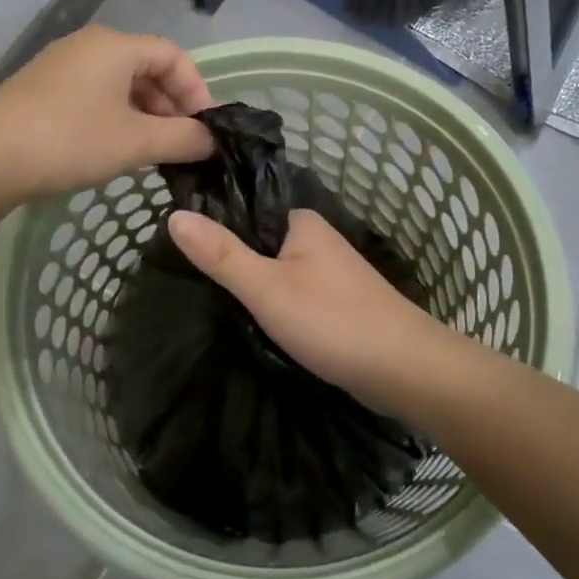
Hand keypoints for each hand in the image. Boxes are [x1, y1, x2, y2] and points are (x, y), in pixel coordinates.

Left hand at [0, 27, 215, 201]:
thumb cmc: (70, 139)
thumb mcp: (136, 142)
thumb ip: (182, 139)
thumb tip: (211, 141)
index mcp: (116, 45)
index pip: (174, 56)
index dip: (197, 91)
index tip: (205, 129)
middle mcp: (89, 46)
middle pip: (147, 68)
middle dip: (172, 107)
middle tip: (182, 145)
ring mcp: (61, 67)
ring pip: (120, 85)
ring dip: (145, 116)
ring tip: (153, 152)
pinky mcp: (41, 91)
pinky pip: (94, 97)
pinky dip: (116, 119)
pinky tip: (116, 150)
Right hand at [166, 206, 452, 413]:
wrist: (404, 370)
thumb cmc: (333, 321)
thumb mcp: (267, 288)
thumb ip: (222, 254)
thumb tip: (173, 215)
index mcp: (301, 221)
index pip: (244, 208)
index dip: (211, 223)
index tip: (173, 243)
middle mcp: (317, 238)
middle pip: (259, 240)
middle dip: (229, 257)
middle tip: (182, 276)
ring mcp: (330, 271)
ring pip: (276, 269)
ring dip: (251, 283)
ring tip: (207, 297)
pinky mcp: (336, 301)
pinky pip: (292, 292)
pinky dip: (272, 303)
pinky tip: (250, 317)